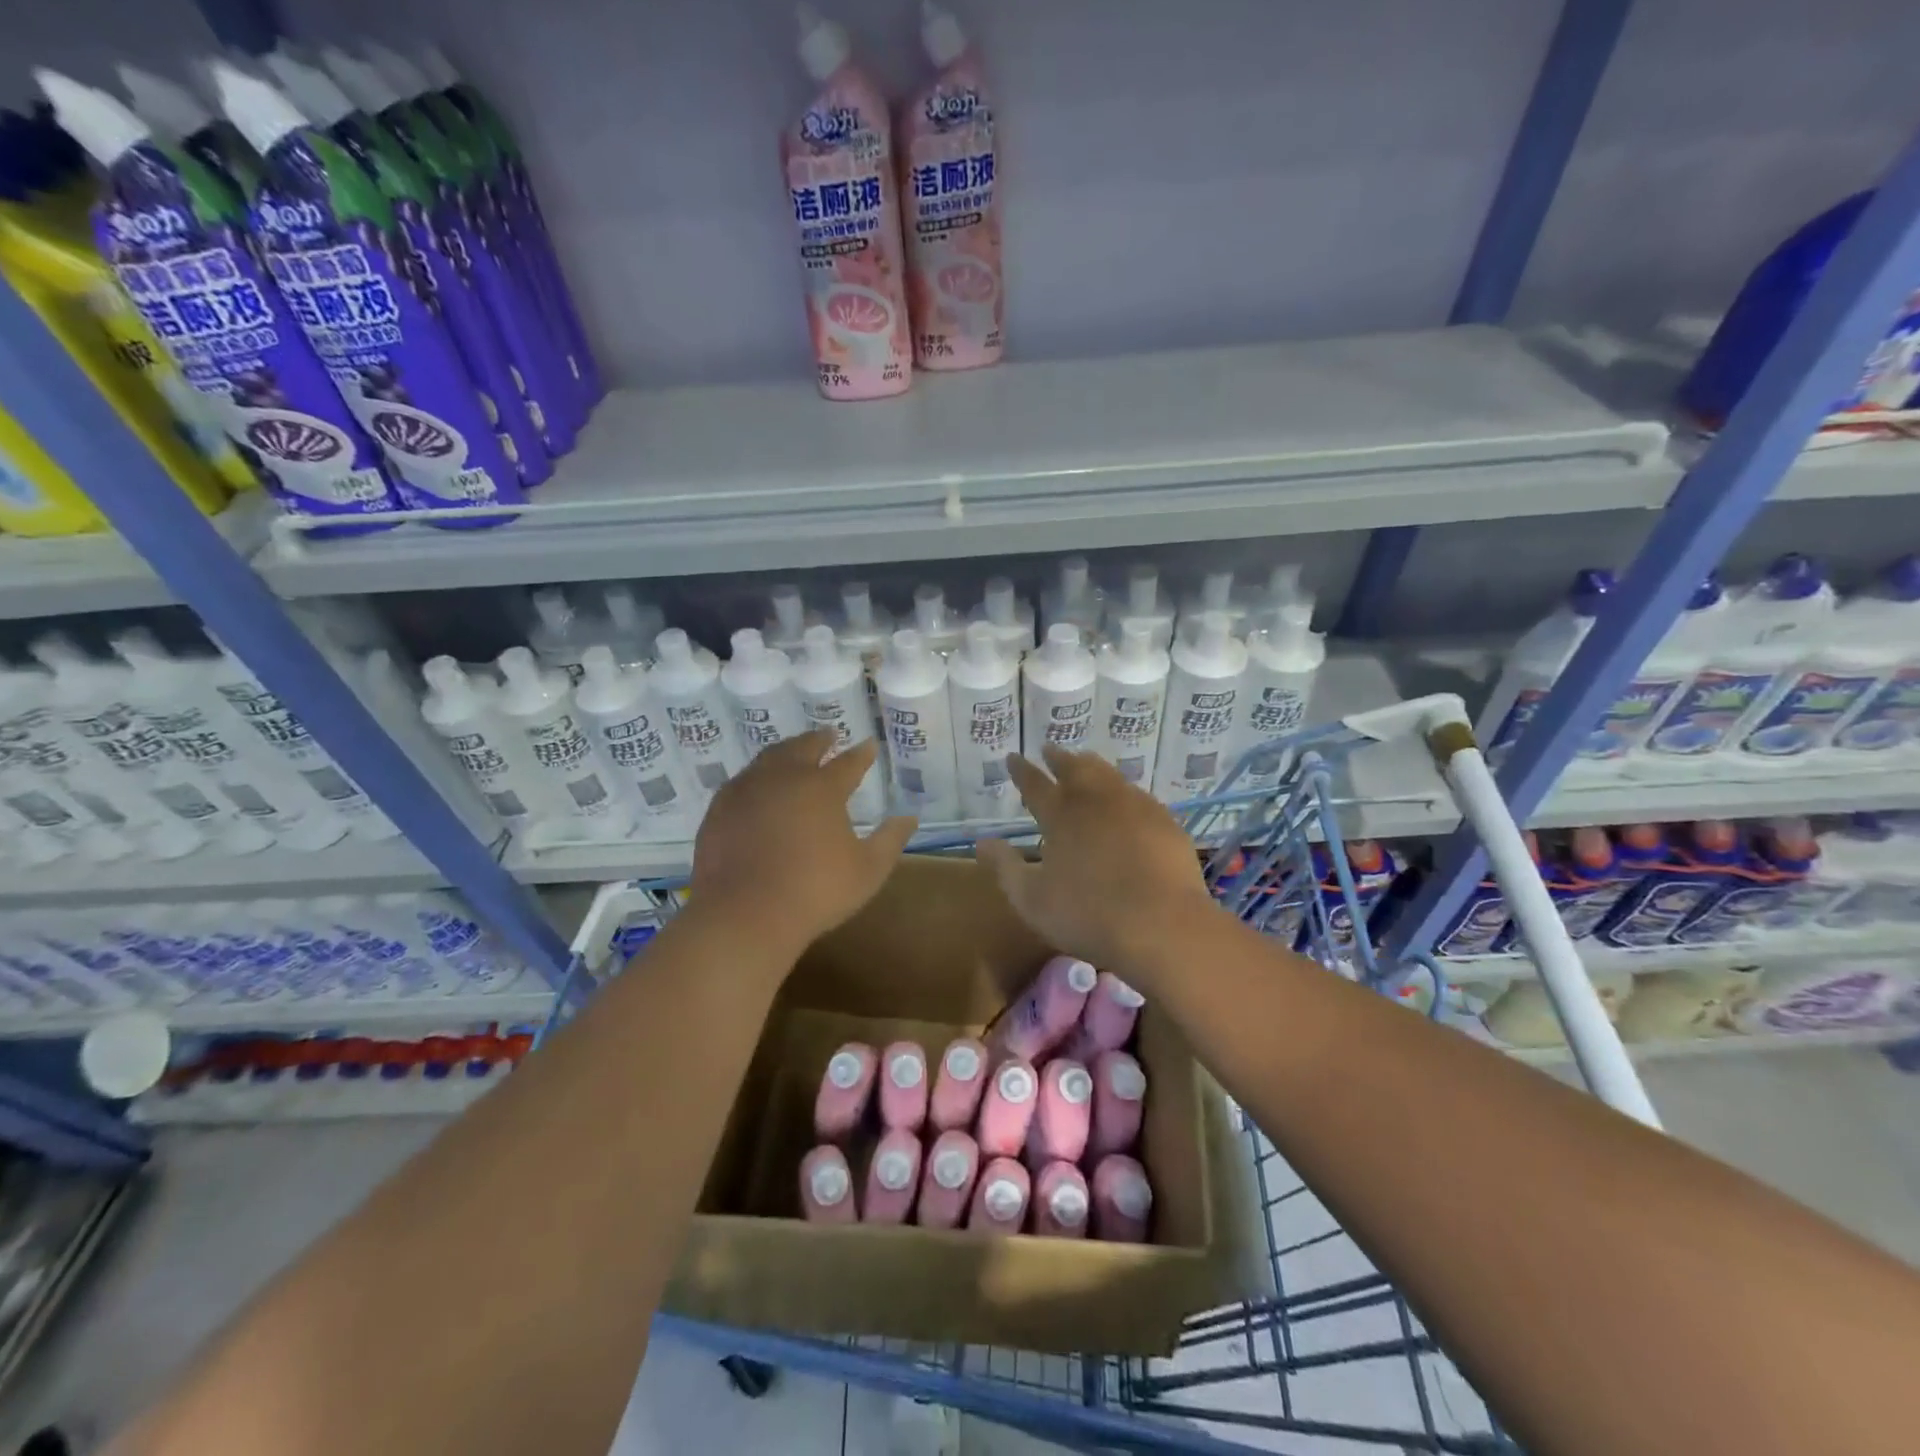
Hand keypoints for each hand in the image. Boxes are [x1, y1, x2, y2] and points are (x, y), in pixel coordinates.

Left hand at [690, 731, 915, 957]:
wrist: (744, 914)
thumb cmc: (815, 892)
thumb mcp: (868, 870)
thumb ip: (890, 839)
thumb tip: (908, 816)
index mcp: (822, 788)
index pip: (848, 763)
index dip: (862, 754)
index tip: (869, 745)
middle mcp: (784, 777)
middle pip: (803, 748)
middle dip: (819, 740)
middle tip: (828, 735)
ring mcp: (747, 790)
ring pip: (769, 758)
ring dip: (786, 751)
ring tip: (793, 751)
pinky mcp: (719, 809)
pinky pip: (742, 781)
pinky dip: (757, 775)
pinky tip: (758, 785)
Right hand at [976, 748, 1217, 975]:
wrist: (1163, 925)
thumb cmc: (1088, 915)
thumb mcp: (1031, 899)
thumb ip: (1005, 867)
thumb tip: (982, 842)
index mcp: (1060, 816)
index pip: (1035, 784)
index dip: (1022, 771)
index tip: (1013, 757)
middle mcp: (1096, 800)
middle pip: (1074, 768)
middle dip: (1058, 758)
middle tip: (1050, 749)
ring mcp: (1134, 806)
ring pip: (1108, 774)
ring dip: (1091, 765)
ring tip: (1084, 761)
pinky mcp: (1164, 821)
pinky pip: (1137, 793)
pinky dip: (1122, 789)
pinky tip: (1125, 797)